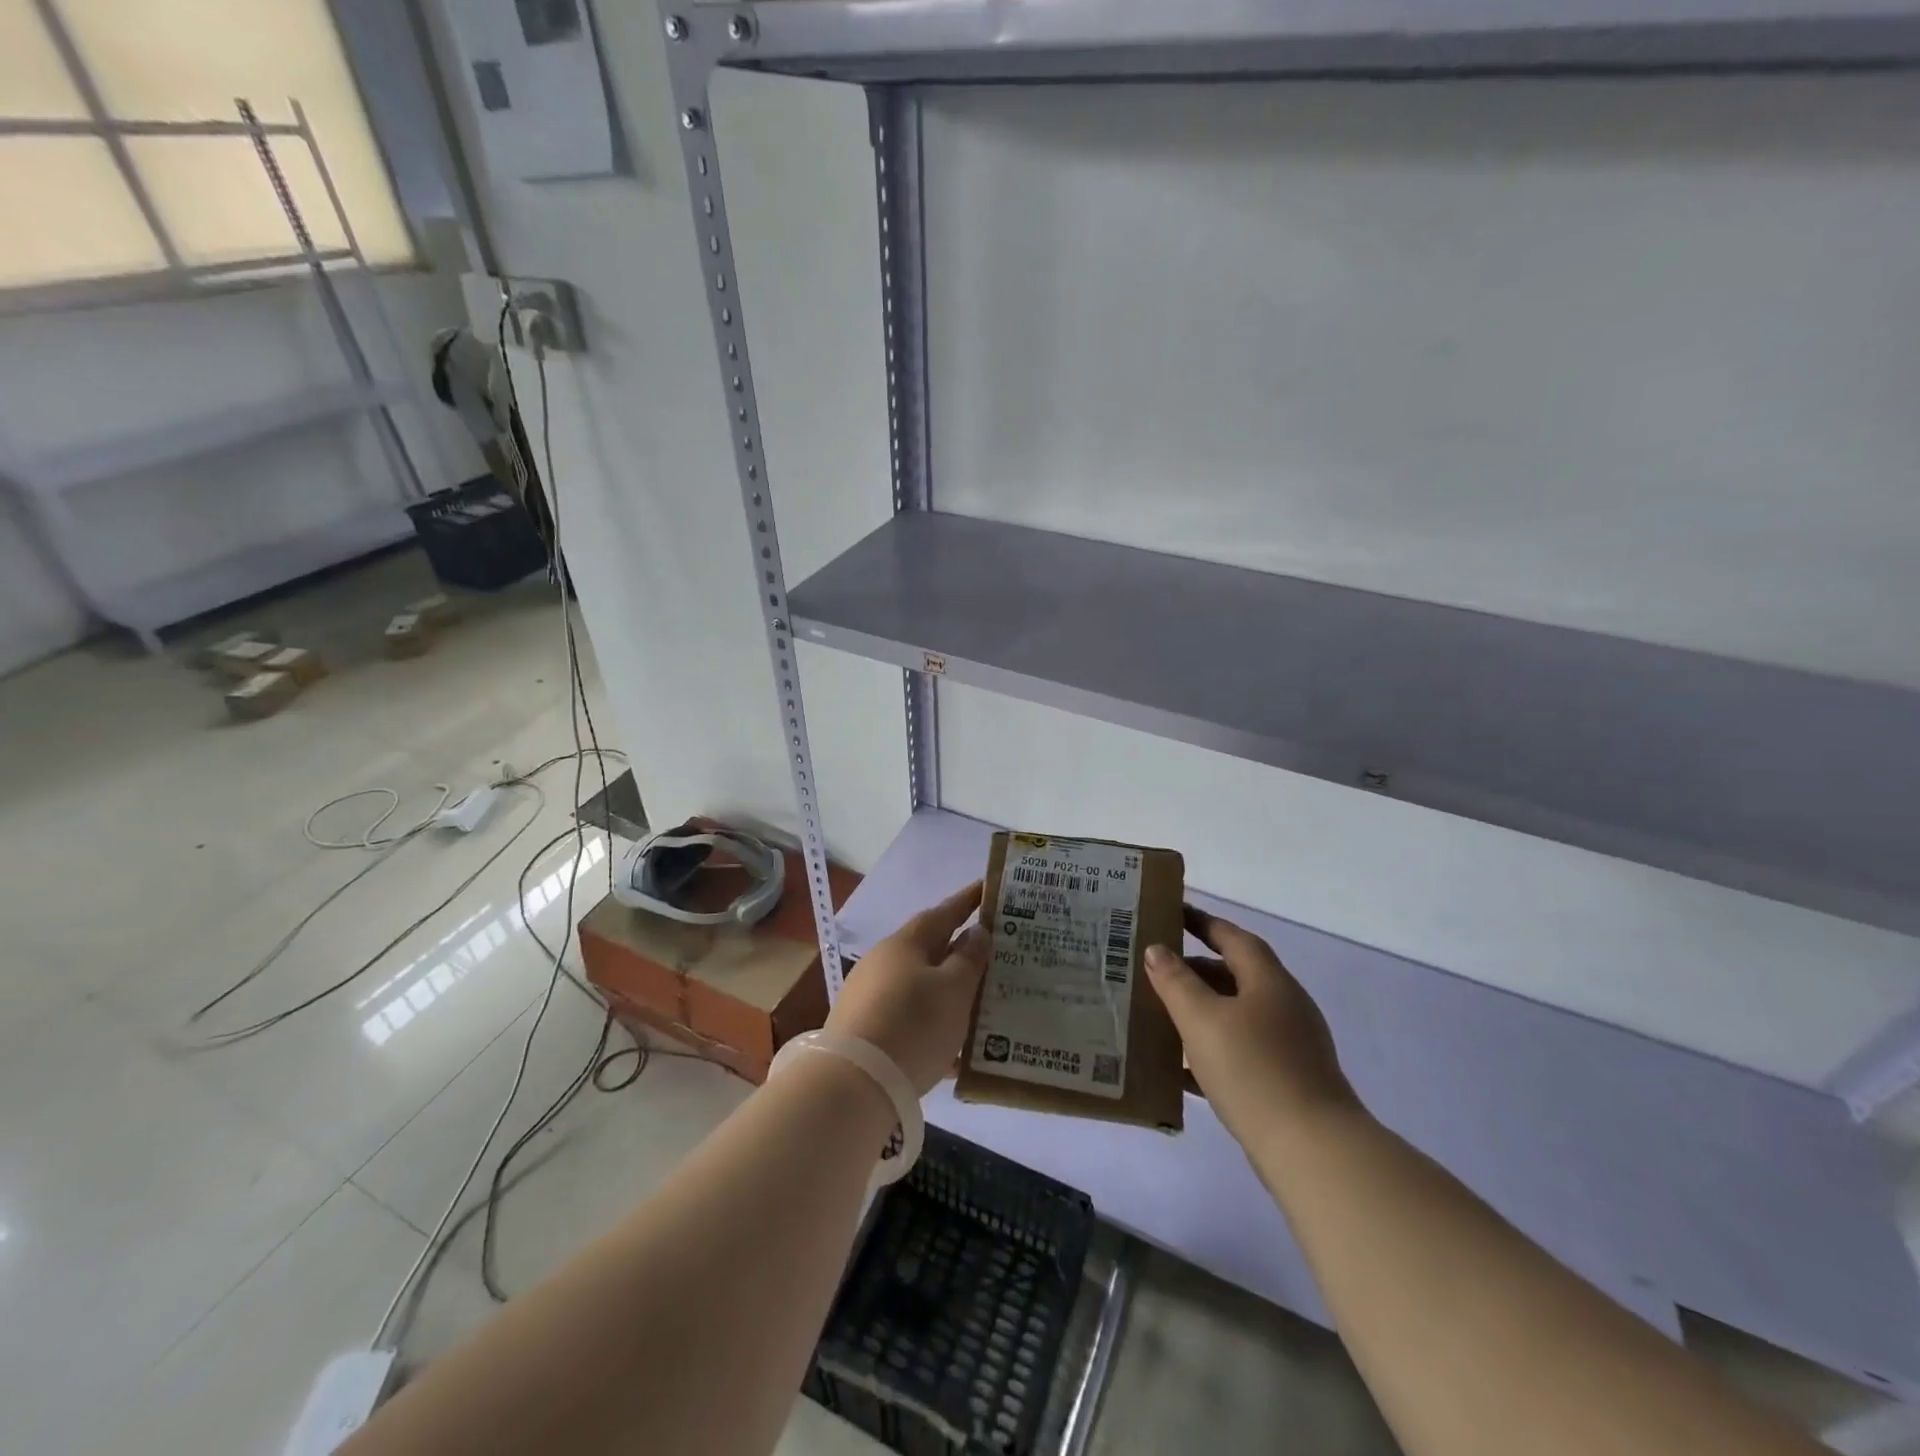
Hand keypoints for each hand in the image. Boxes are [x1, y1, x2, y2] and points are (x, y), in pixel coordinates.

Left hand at [827, 881, 988, 1095]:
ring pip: (920, 987)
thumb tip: (975, 932)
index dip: (967, 901)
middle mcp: (883, 963)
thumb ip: (969, 959)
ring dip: (948, 992)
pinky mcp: (865, 1031)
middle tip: (993, 953)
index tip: (988, 888)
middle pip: (929, 950)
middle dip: (960, 951)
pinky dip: (933, 1024)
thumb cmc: (913, 1024)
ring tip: (980, 1003)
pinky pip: (909, 1018)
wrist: (854, 1083)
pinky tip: (954, 1049)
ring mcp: (870, 997)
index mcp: (905, 944)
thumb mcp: (954, 990)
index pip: (943, 913)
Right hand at [1145, 906, 1362, 1150]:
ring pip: (1236, 1016)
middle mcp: (1284, 1006)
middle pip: (1235, 975)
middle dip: (1195, 971)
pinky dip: (1212, 1051)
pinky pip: (1242, 1053)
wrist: (1313, 1150)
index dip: (1202, 922)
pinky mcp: (1288, 1081)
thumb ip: (1176, 982)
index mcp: (1269, 981)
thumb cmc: (1253, 1070)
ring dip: (1201, 1012)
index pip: (1232, 938)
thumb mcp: (1202, 1020)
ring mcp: (1291, 1046)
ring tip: (1161, 1015)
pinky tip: (1182, 1070)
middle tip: (1155, 970)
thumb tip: (1157, 950)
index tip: (1172, 913)